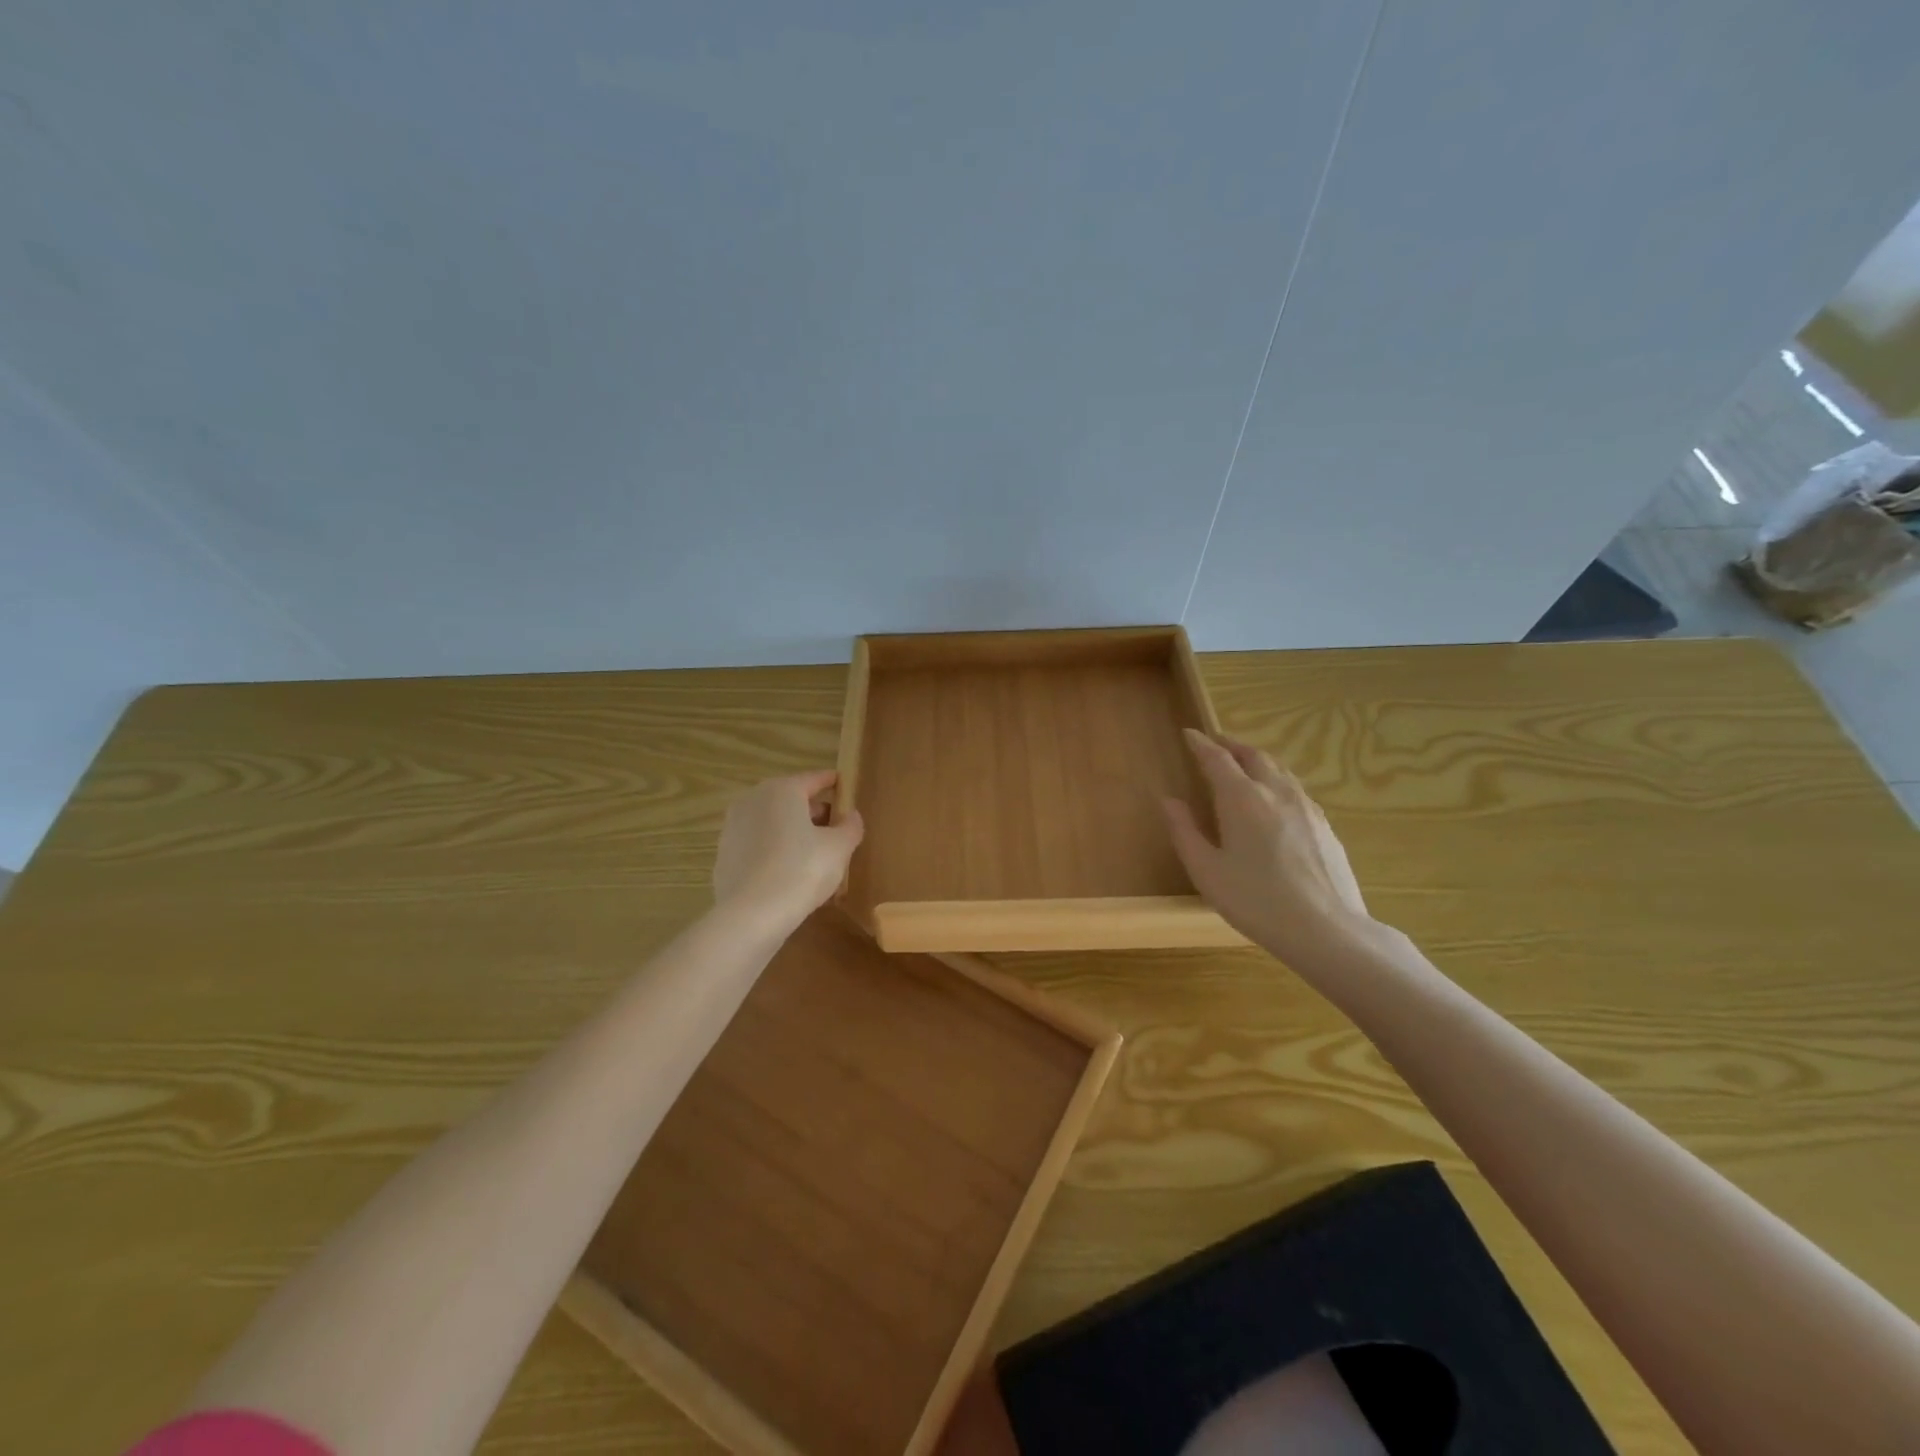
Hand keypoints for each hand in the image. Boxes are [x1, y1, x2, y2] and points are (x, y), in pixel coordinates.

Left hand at [712, 770, 863, 934]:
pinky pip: (758, 846)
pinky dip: (774, 851)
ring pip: (772, 823)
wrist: (751, 915)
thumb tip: (851, 816)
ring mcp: (733, 828)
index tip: (845, 787)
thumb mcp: (839, 848)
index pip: (815, 779)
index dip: (833, 783)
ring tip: (814, 853)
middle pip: (791, 800)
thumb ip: (850, 826)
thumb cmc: (802, 870)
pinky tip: (788, 873)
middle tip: (835, 827)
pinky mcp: (724, 855)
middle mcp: (753, 800)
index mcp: (782, 790)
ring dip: (792, 832)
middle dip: (813, 811)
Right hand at [1164, 729, 1371, 964]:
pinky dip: (1277, 780)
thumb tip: (1168, 800)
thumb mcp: (1206, 871)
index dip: (1201, 744)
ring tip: (1244, 764)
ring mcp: (1306, 807)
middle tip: (1216, 743)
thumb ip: (1184, 831)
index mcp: (1241, 798)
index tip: (1189, 734)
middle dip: (1232, 745)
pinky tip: (1275, 799)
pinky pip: (1295, 789)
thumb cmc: (1256, 901)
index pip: (1217, 759)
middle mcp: (1276, 792)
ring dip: (1257, 759)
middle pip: (1253, 755)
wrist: (1326, 930)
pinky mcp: (1325, 825)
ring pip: (1279, 769)